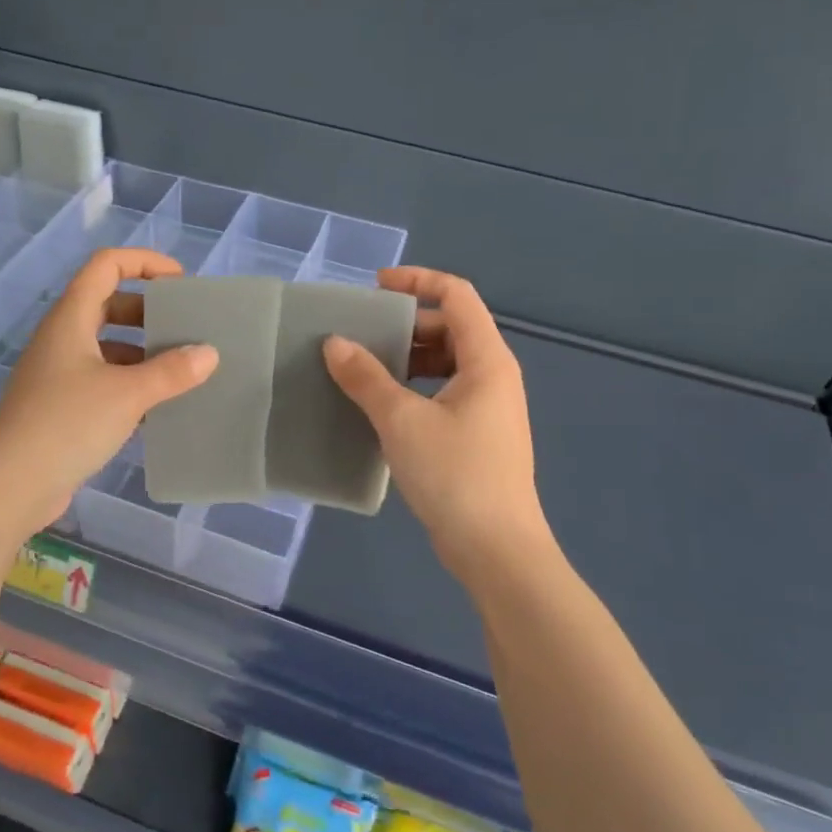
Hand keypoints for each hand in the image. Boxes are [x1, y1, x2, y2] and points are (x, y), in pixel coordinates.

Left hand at [0, 248, 217, 537]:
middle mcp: (62, 338)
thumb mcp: (127, 394)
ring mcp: (58, 374)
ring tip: (182, 371)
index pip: (106, 265)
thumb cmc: (66, 425)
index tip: (180, 283)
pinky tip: (158, 409)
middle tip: (185, 329)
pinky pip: (102, 380)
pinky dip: (131, 385)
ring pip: (107, 346)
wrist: (10, 488)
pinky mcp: (61, 407)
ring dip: (142, 352)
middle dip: (149, 311)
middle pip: (108, 303)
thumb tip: (208, 353)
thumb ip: (171, 371)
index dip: (145, 262)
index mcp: (71, 318)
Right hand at [323, 267, 552, 587]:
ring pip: (447, 362)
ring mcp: (489, 407)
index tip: (376, 287)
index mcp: (487, 359)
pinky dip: (415, 386)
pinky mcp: (479, 435)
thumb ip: (365, 377)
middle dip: (406, 324)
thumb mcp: (402, 420)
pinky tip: (383, 406)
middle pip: (451, 327)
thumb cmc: (455, 474)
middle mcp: (494, 375)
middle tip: (362, 335)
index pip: (456, 295)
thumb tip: (334, 343)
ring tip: (365, 368)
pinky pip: (444, 391)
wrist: (497, 550)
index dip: (417, 280)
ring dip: (408, 358)